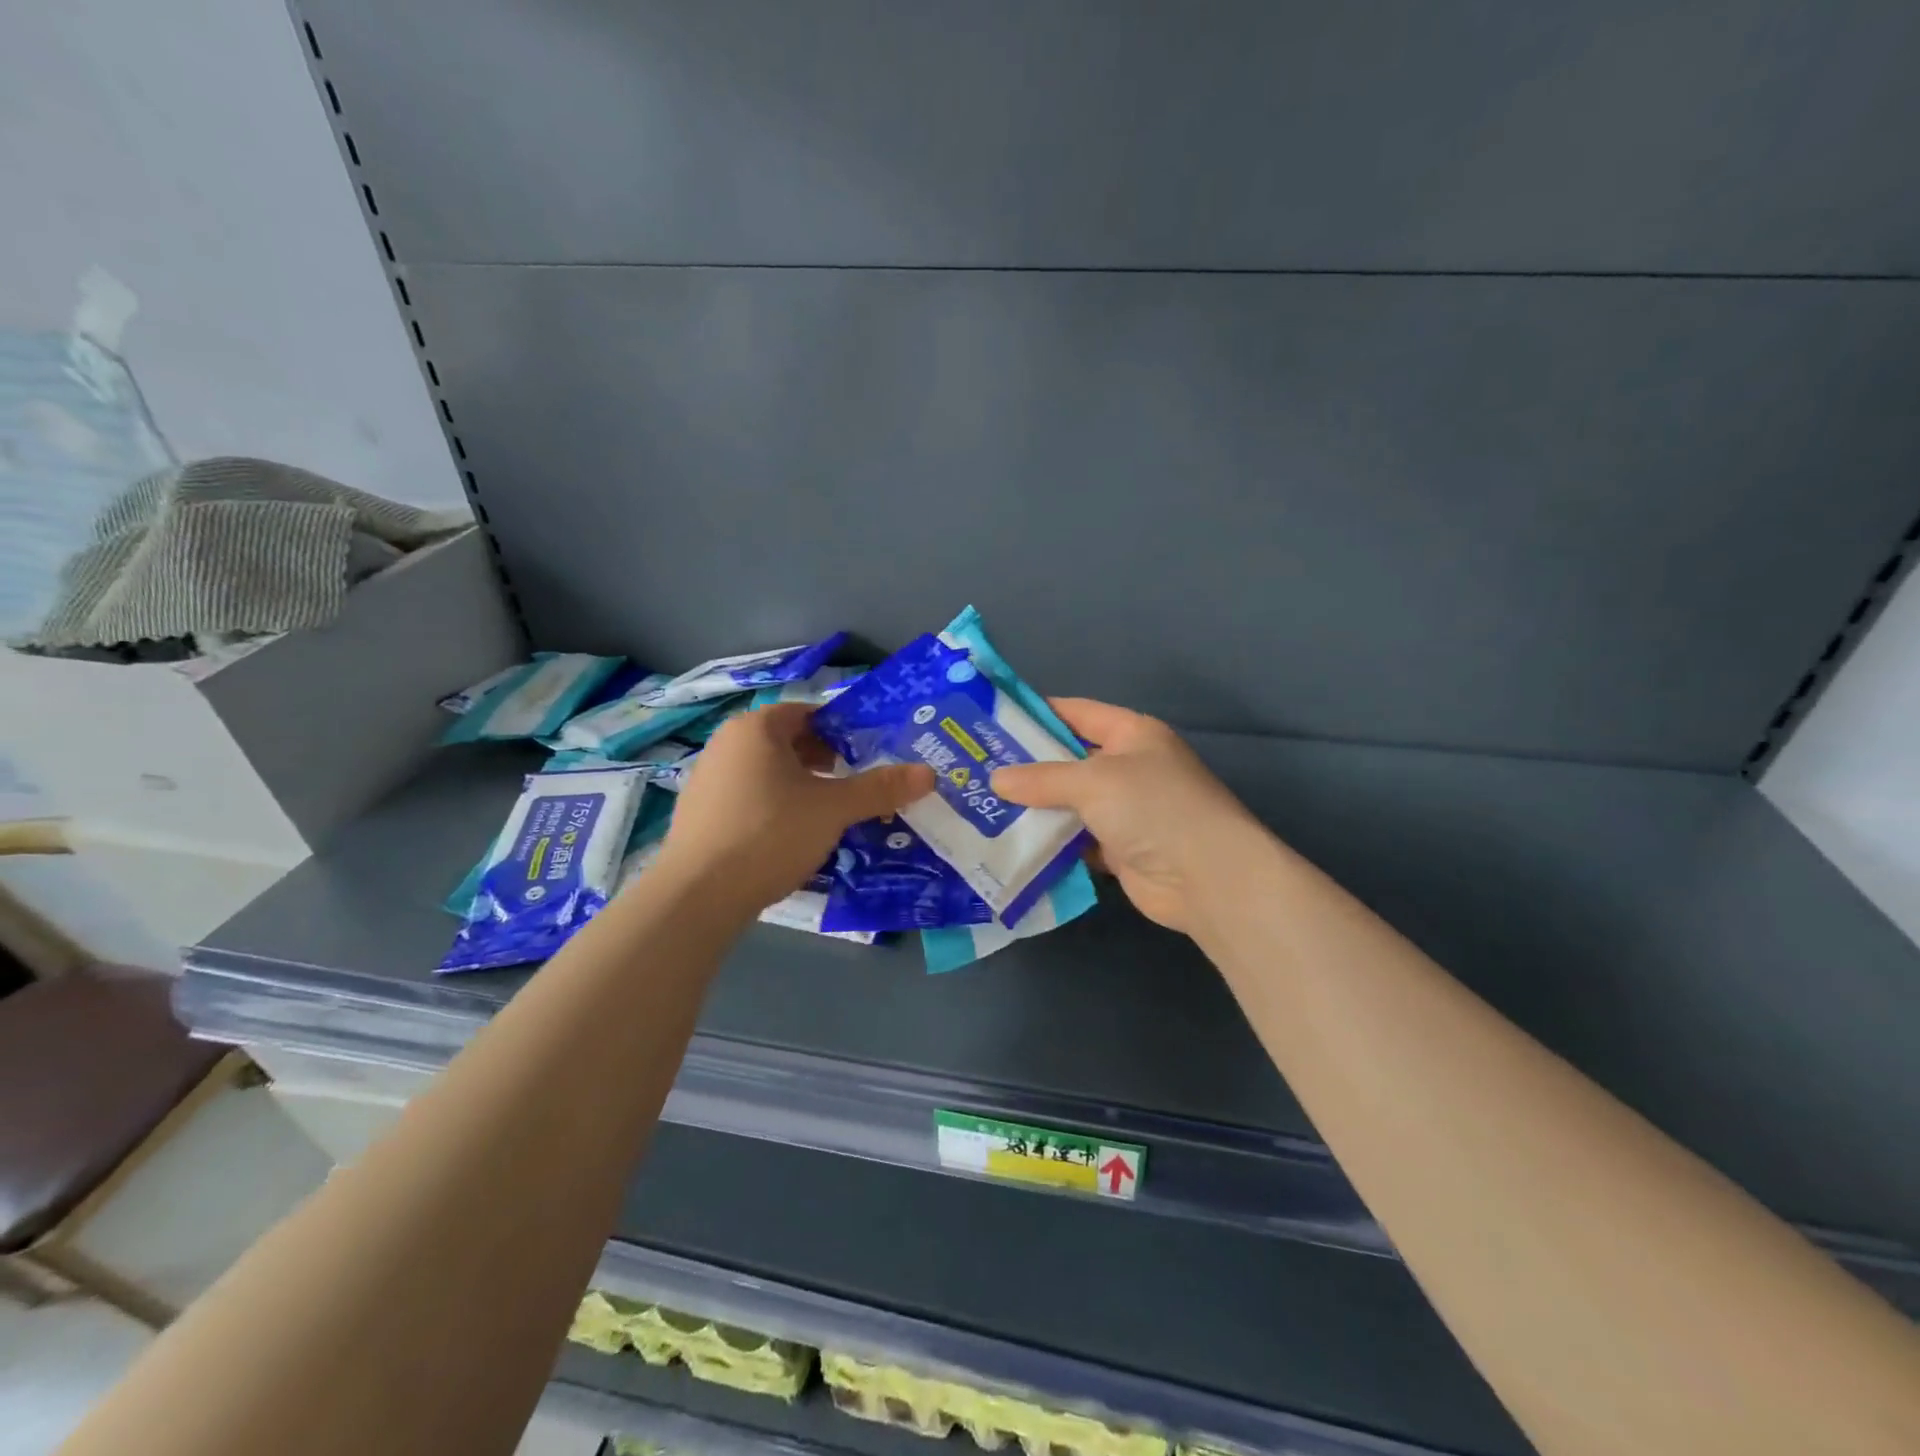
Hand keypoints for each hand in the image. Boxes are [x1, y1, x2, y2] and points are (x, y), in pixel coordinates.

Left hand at [654, 702, 934, 914]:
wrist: (698, 895)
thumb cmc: (770, 833)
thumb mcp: (833, 809)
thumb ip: (880, 788)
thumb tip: (928, 774)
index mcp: (756, 728)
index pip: (808, 713)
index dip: (843, 730)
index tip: (870, 753)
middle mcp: (727, 744)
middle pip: (788, 743)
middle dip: (826, 761)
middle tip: (857, 784)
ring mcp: (708, 780)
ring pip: (770, 773)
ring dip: (803, 787)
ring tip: (832, 814)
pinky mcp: (700, 815)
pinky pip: (750, 799)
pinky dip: (776, 808)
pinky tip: (794, 838)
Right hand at [991, 699, 1265, 935]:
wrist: (1207, 878)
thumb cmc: (1154, 808)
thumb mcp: (1094, 781)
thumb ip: (1042, 778)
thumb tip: (996, 779)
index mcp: (1131, 734)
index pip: (1076, 712)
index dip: (1036, 713)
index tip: (991, 720)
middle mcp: (1128, 767)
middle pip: (1069, 760)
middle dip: (1027, 765)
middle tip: (975, 768)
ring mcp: (1125, 811)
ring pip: (1069, 803)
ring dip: (1034, 808)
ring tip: (982, 805)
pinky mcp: (1119, 850)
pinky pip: (1075, 840)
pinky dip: (1050, 842)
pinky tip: (1012, 843)